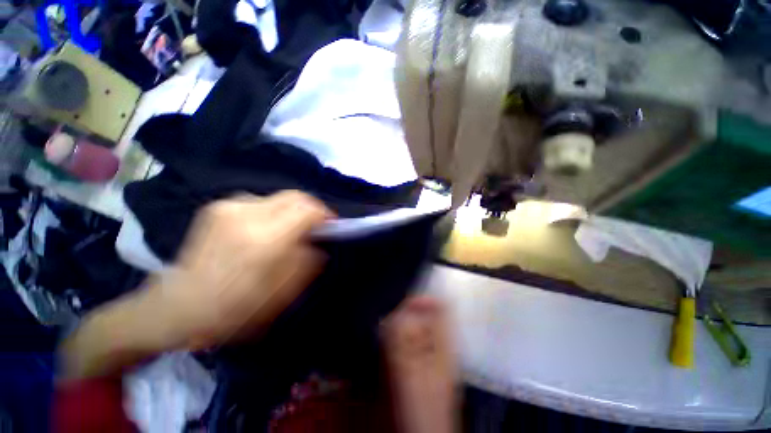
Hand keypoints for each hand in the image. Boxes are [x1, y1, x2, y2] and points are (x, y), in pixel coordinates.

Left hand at [60, 191, 331, 378]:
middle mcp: (246, 214)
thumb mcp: (285, 292)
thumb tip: (318, 239)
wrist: (179, 306)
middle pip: (295, 196)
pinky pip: (260, 203)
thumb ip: (309, 259)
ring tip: (290, 231)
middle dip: (312, 208)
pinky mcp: (218, 207)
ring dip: (292, 212)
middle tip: (316, 225)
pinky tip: (266, 231)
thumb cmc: (236, 308)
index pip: (307, 209)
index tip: (332, 224)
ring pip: (279, 199)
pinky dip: (273, 213)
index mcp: (263, 239)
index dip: (325, 213)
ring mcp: (228, 207)